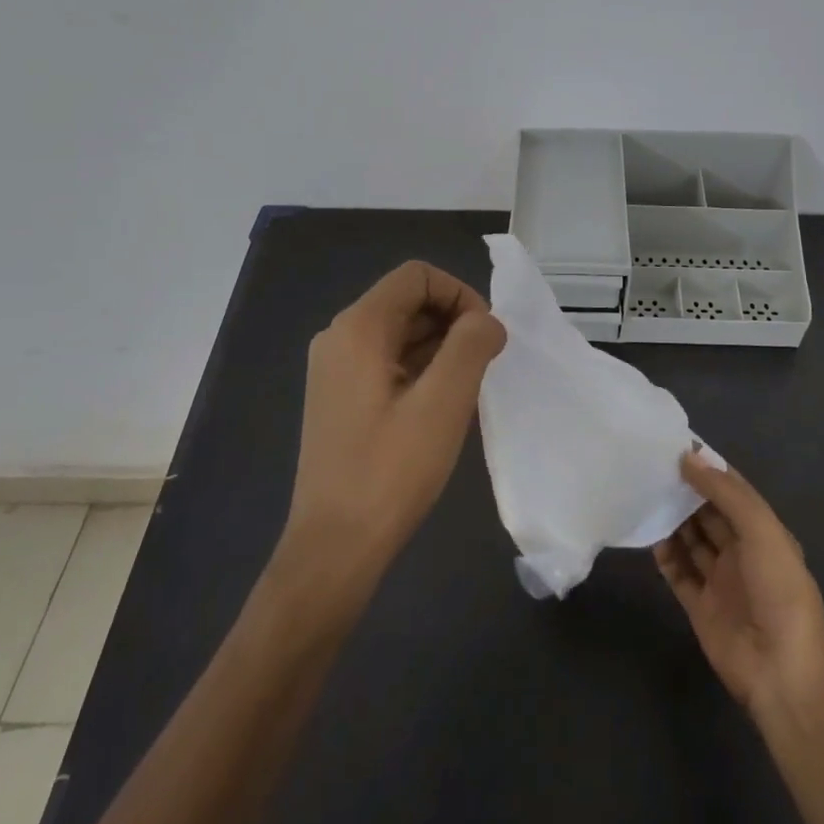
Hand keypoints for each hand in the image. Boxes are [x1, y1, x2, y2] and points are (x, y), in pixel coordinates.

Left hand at [281, 261, 505, 587]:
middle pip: (407, 300)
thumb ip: (472, 345)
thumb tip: (487, 321)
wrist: (335, 547)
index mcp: (358, 328)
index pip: (417, 276)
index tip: (486, 336)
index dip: (460, 294)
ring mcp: (335, 369)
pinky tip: (440, 406)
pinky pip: (388, 361)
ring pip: (400, 332)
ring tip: (466, 390)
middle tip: (483, 366)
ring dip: (440, 347)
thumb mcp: (444, 402)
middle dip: (453, 322)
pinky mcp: (340, 397)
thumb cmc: (391, 470)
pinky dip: (421, 368)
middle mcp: (339, 337)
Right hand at [655, 451, 823, 715]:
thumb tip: (689, 457)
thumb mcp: (761, 530)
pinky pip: (678, 572)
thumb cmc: (779, 590)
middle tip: (651, 466)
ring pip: (691, 540)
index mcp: (764, 532)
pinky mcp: (700, 606)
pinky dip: (664, 554)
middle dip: (686, 491)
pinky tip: (647, 534)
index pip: (733, 490)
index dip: (708, 468)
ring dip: (672, 519)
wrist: (782, 671)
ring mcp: (720, 580)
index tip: (675, 444)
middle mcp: (742, 552)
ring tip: (644, 493)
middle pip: (708, 513)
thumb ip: (725, 493)